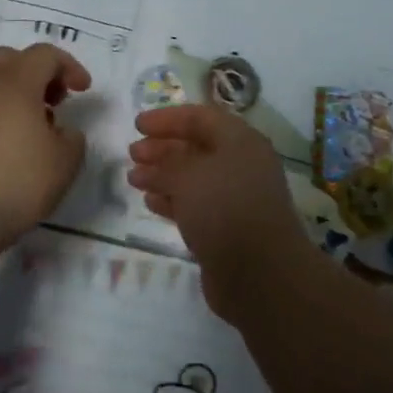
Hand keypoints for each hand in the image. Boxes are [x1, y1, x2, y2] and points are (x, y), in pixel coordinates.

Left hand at [0, 44, 90, 252]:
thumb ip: (72, 139)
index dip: (69, 66)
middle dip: (36, 73)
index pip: (45, 55)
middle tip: (53, 100)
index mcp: (16, 81)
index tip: (83, 90)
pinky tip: (6, 146)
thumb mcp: (64, 163)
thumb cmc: (15, 180)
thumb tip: (62, 131)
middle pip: (10, 59)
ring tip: (32, 129)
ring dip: (14, 96)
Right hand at [127, 104, 314, 318]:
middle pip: (197, 147)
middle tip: (132, 153)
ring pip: (194, 178)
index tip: (137, 125)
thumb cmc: (225, 209)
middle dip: (163, 148)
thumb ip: (166, 164)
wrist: (260, 274)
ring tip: (133, 179)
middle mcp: (241, 165)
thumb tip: (150, 164)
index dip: (168, 118)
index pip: (201, 118)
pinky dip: (172, 200)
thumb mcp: (189, 176)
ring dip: (163, 175)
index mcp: (240, 141)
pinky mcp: (228, 228)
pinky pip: (196, 205)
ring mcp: (236, 198)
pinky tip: (151, 202)